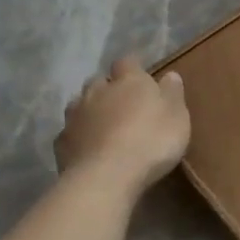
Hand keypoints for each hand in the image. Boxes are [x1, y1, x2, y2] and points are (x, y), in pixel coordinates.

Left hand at [54, 56, 189, 192]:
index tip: (141, 77)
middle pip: (98, 81)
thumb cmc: (151, 141)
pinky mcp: (61, 142)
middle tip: (122, 104)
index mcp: (128, 81)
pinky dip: (78, 136)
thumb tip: (170, 74)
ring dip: (90, 110)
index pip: (127, 63)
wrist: (107, 176)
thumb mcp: (177, 116)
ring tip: (102, 125)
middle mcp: (97, 91)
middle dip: (108, 89)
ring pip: (79, 104)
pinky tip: (87, 148)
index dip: (133, 69)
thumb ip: (172, 93)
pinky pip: (69, 132)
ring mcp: (75, 116)